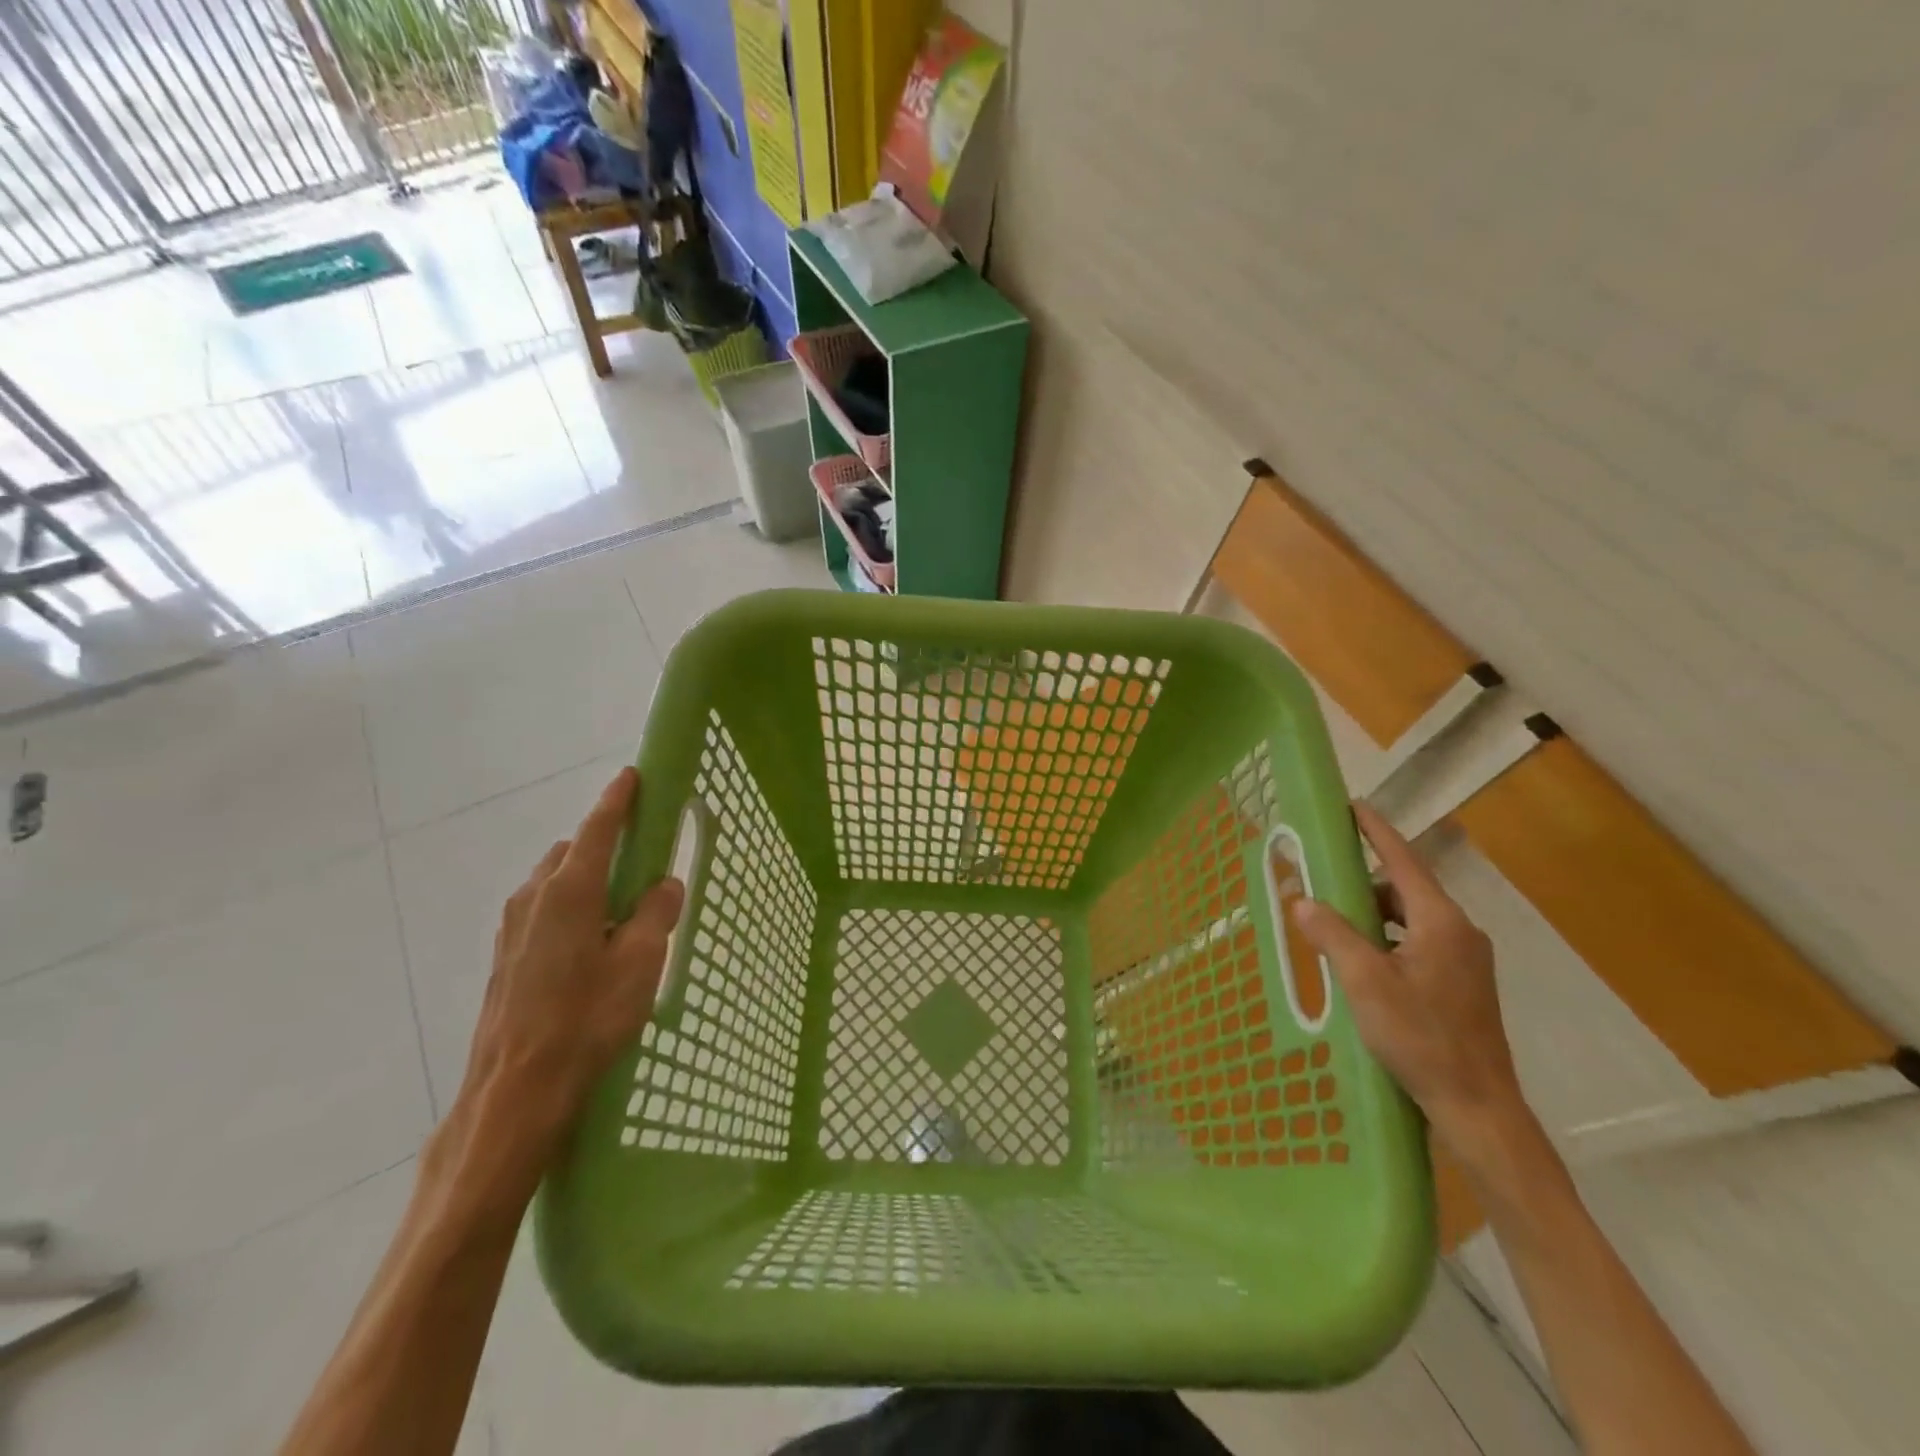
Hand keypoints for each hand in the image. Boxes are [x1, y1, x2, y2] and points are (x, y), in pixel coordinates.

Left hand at [445, 767, 684, 1200]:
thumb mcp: (640, 963)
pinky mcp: (505, 954)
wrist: (516, 1090)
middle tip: (642, 864)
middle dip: (605, 845)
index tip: (633, 775)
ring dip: (586, 878)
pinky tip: (590, 944)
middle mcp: (534, 897)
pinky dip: (569, 905)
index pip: (598, 828)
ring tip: (620, 913)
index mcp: (570, 890)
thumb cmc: (586, 1020)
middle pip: (573, 851)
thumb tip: (664, 882)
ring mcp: (512, 926)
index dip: (618, 799)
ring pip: (555, 881)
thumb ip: (657, 913)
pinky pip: (543, 909)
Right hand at [1291, 802, 1530, 1165]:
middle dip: (1363, 881)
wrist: (1478, 1106)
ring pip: (1411, 918)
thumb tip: (1301, 900)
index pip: (1403, 860)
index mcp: (1441, 922)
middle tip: (1323, 880)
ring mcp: (1465, 960)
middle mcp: (1459, 932)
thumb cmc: (1421, 1037)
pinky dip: (1386, 938)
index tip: (1352, 807)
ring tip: (1333, 925)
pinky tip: (1362, 961)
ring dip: (1373, 914)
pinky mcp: (1462, 984)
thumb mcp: (1365, 982)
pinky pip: (1418, 942)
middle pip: (1405, 889)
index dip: (1376, 831)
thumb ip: (1332, 934)